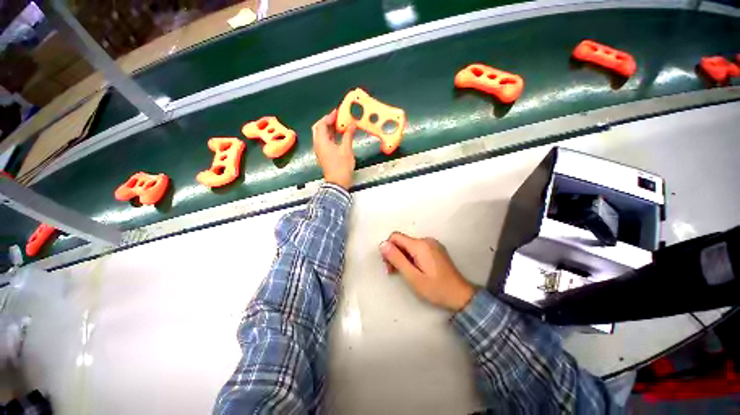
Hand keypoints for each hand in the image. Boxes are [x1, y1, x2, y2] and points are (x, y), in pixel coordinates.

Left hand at [312, 109, 355, 189]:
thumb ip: (348, 135)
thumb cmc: (342, 166)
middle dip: (327, 121)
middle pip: (319, 128)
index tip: (337, 112)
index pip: (321, 124)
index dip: (329, 117)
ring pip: (321, 135)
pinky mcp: (324, 155)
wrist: (338, 182)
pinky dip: (330, 136)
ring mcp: (320, 150)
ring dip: (329, 128)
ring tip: (339, 124)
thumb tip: (352, 125)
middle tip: (337, 117)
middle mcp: (318, 145)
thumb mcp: (347, 150)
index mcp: (321, 142)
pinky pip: (325, 141)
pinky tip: (339, 135)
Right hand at [379, 232, 474, 311]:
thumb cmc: (436, 289)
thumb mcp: (413, 277)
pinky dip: (411, 257)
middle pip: (402, 241)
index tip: (389, 266)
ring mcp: (432, 244)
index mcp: (420, 245)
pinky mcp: (436, 249)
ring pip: (409, 245)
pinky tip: (415, 270)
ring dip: (402, 257)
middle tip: (395, 273)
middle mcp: (426, 240)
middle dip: (395, 254)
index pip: (395, 237)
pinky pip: (417, 248)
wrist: (461, 295)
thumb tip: (382, 244)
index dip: (388, 249)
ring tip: (406, 274)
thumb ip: (397, 259)